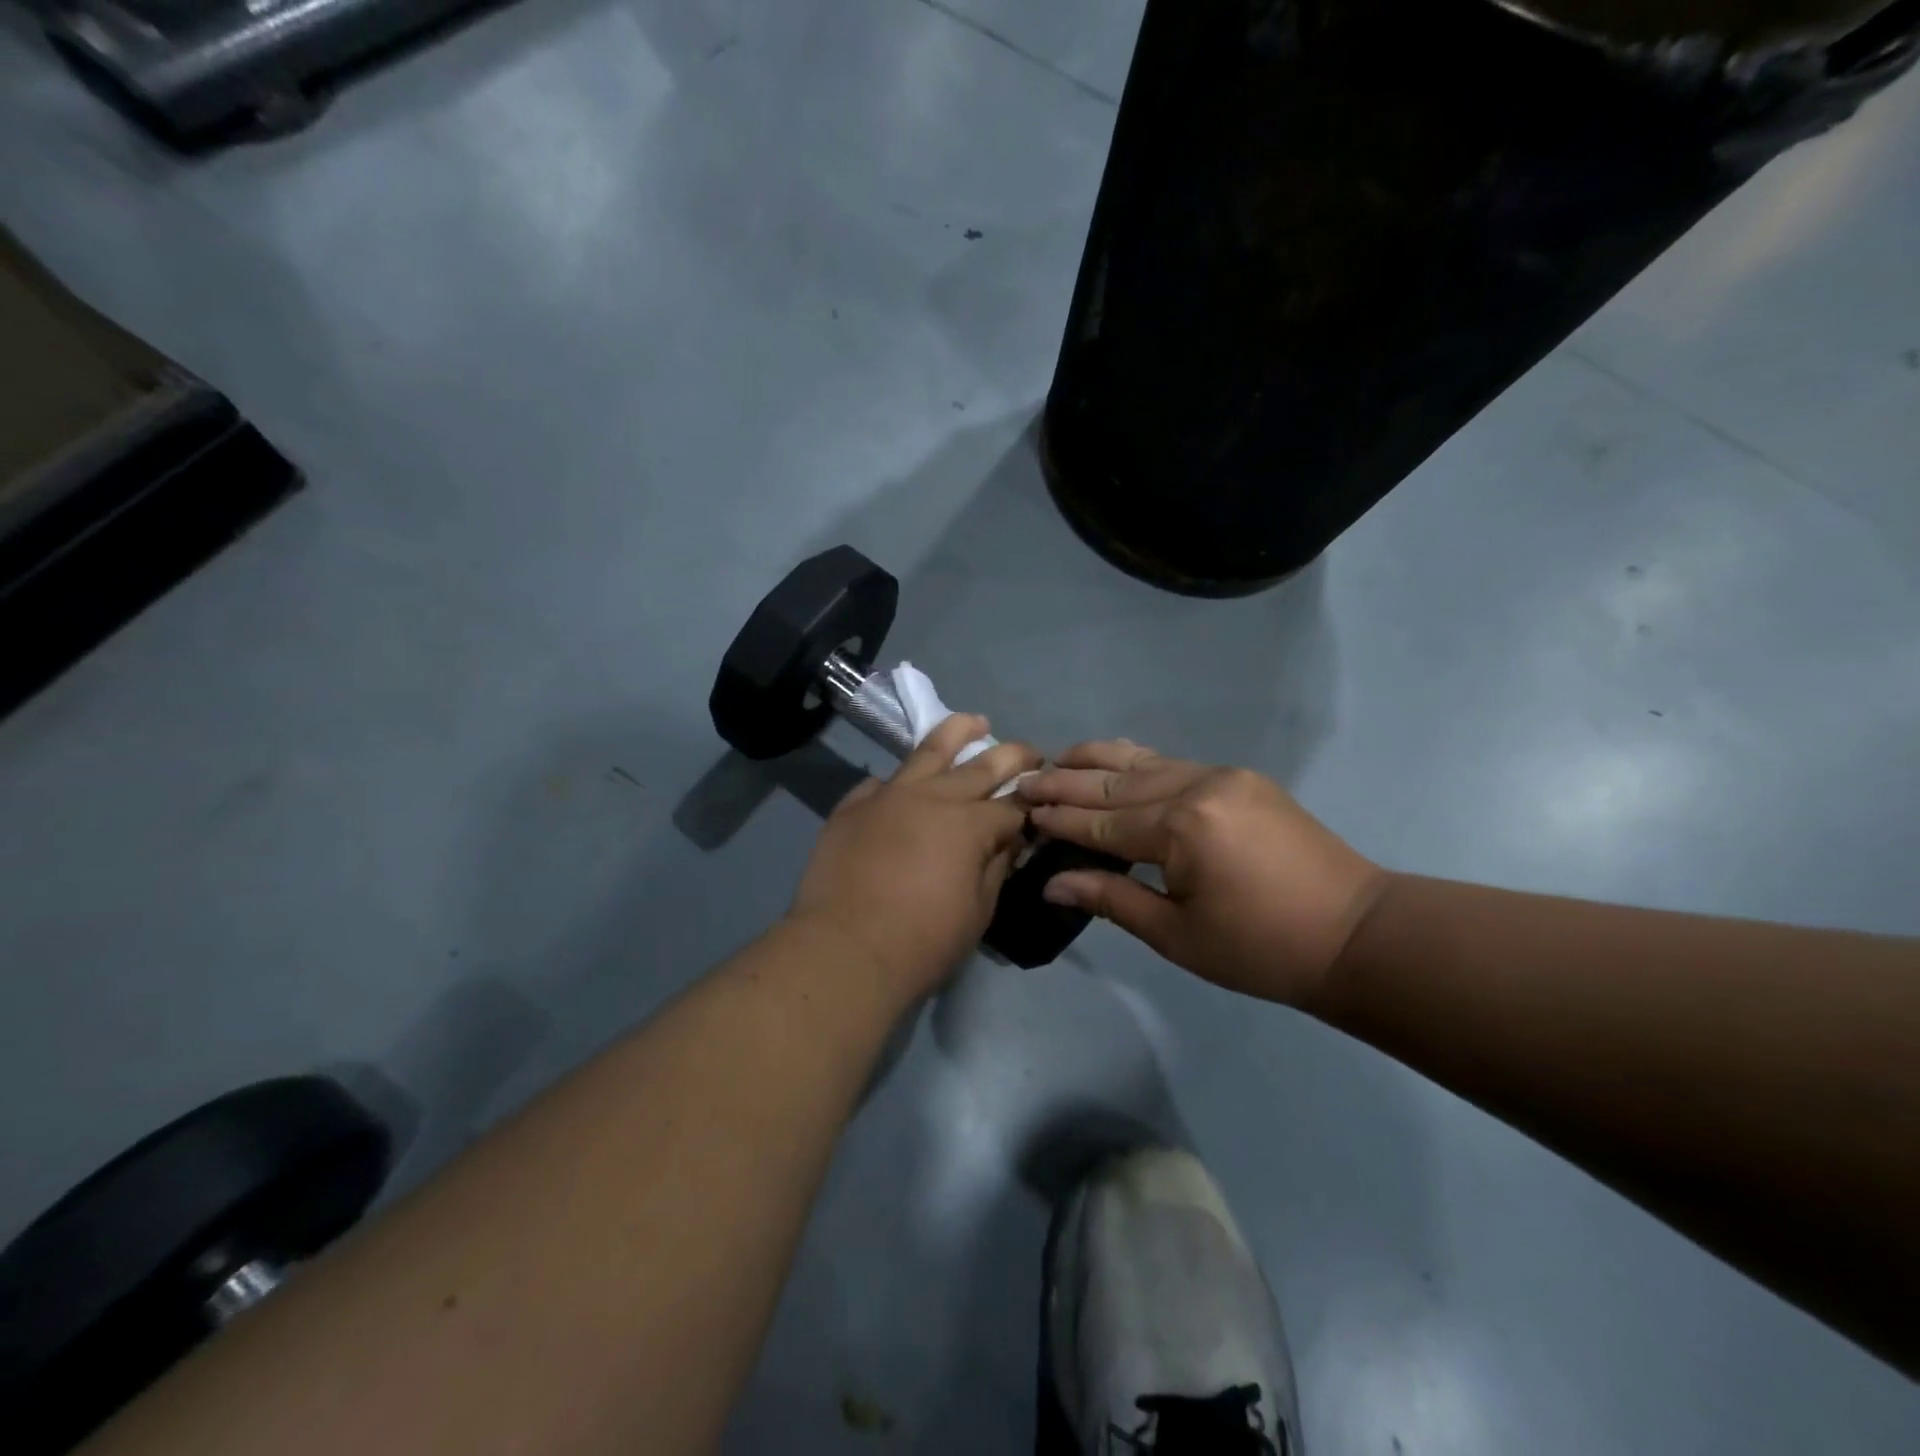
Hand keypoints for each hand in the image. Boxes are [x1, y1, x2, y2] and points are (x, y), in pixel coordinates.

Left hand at [790, 715, 1042, 1002]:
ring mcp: (890, 795)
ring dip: (958, 732)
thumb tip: (1009, 841)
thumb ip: (996, 867)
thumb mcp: (978, 911)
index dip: (1030, 806)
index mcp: (970, 824)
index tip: (1041, 804)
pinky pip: (881, 782)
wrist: (845, 949)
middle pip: (981, 766)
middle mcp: (934, 797)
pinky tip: (904, 779)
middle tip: (1030, 752)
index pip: (1012, 806)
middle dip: (1012, 756)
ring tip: (975, 721)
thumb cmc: (922, 941)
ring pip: (929, 750)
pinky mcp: (854, 806)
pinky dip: (899, 779)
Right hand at [1018, 741, 1387, 1006]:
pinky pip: (1173, 763)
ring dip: (1097, 761)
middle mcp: (1197, 787)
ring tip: (1058, 759)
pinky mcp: (1240, 779)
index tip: (1021, 813)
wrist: (1356, 933)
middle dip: (1066, 783)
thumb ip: (1112, 898)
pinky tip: (1114, 762)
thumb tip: (1052, 882)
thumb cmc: (1262, 949)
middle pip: (1116, 783)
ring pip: (1144, 761)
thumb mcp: (1178, 935)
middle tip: (1025, 780)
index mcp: (1181, 828)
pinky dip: (1136, 763)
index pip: (1102, 822)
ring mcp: (1222, 776)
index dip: (1060, 821)